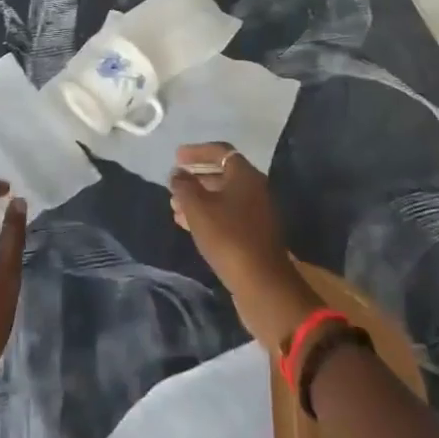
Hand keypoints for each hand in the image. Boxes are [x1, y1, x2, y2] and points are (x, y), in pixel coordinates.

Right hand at [169, 143, 322, 353]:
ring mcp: (257, 214)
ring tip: (175, 206)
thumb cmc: (229, 238)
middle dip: (196, 177)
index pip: (220, 151)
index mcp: (245, 176)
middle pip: (222, 174)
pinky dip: (208, 215)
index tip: (176, 156)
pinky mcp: (254, 236)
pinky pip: (227, 216)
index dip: (196, 152)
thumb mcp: (198, 209)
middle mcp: (255, 190)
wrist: (264, 286)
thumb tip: (177, 173)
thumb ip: (184, 186)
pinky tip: (188, 225)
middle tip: (174, 182)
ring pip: (223, 197)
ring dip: (199, 199)